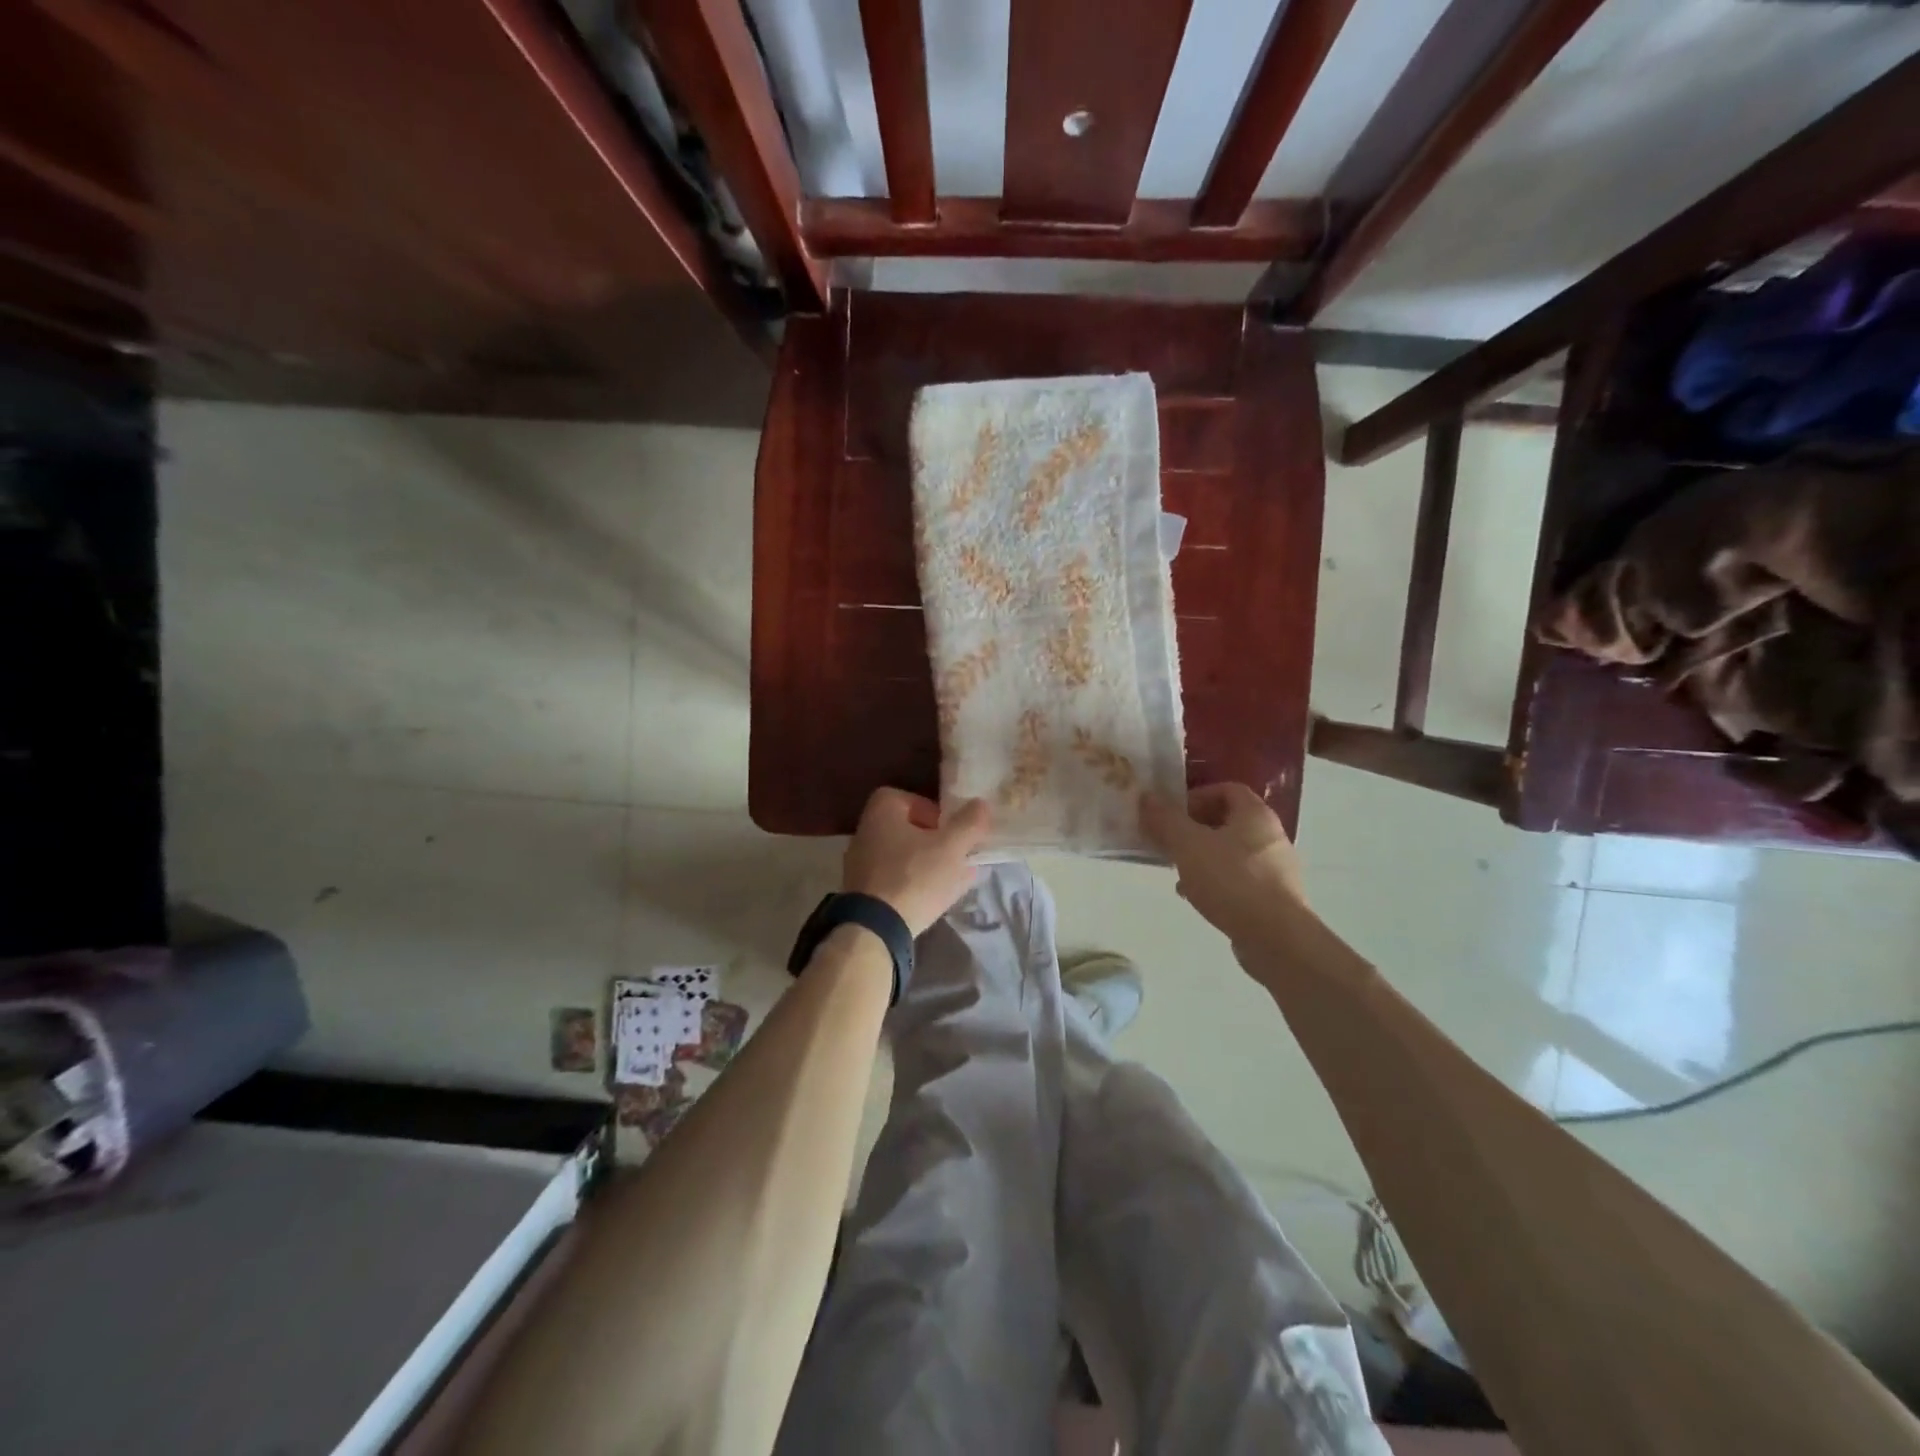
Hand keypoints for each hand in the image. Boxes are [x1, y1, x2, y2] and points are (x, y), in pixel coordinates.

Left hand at [842, 788, 992, 936]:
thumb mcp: (951, 846)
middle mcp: (865, 833)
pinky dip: (915, 885)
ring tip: (955, 879)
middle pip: (907, 830)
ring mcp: (860, 865)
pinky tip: (937, 899)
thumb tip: (981, 804)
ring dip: (929, 865)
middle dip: (936, 842)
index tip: (952, 829)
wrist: (874, 929)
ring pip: (903, 858)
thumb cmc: (914, 876)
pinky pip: (895, 882)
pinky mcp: (863, 894)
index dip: (934, 811)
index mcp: (881, 811)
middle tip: (958, 855)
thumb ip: (969, 823)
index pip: (910, 799)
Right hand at [1140, 784, 1307, 941]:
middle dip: (1194, 829)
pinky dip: (1216, 882)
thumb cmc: (1231, 880)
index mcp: (1255, 815)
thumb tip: (1147, 797)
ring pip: (1231, 852)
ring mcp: (1276, 869)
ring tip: (1178, 872)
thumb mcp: (1189, 845)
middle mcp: (1271, 836)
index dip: (1196, 796)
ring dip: (1202, 857)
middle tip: (1169, 842)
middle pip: (1227, 821)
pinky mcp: (1274, 898)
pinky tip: (1196, 897)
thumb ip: (1166, 820)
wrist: (1275, 938)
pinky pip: (1239, 879)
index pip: (1226, 789)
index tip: (1172, 814)